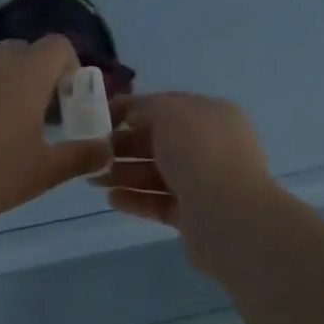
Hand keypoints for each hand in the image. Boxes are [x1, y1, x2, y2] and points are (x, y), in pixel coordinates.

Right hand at [91, 92, 281, 260]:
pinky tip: (111, 199)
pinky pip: (160, 203)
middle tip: (94, 153)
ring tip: (94, 179)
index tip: (101, 117)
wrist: (229, 216)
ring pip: (157, 174)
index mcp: (211, 115)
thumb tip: (131, 114)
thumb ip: (145, 107)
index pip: (166, 106)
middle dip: (124, 146)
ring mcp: (204, 183)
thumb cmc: (200, 153)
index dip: (133, 109)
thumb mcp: (169, 112)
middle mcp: (211, 146)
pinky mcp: (195, 215)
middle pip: (159, 142)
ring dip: (125, 174)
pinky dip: (136, 199)